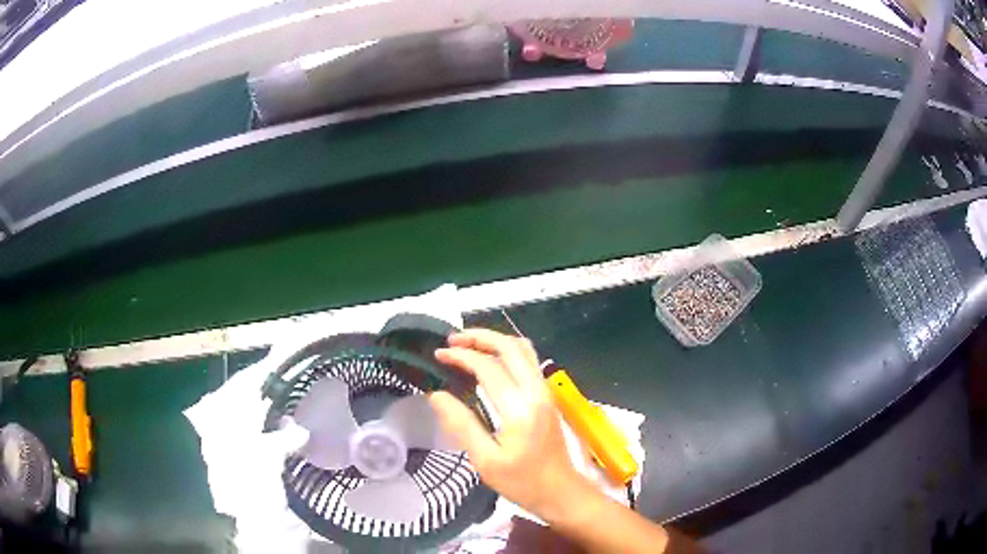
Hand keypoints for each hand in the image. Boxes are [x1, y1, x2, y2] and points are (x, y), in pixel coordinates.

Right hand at [431, 329, 584, 520]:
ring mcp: (546, 392)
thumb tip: (436, 395)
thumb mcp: (485, 461)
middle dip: (479, 337)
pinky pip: (529, 361)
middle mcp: (536, 392)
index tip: (438, 354)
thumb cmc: (522, 482)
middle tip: (452, 340)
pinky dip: (507, 351)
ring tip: (468, 345)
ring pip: (524, 349)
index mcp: (520, 408)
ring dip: (495, 341)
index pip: (488, 367)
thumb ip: (461, 424)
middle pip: (510, 347)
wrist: (561, 492)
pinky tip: (490, 361)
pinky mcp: (548, 397)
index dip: (461, 356)